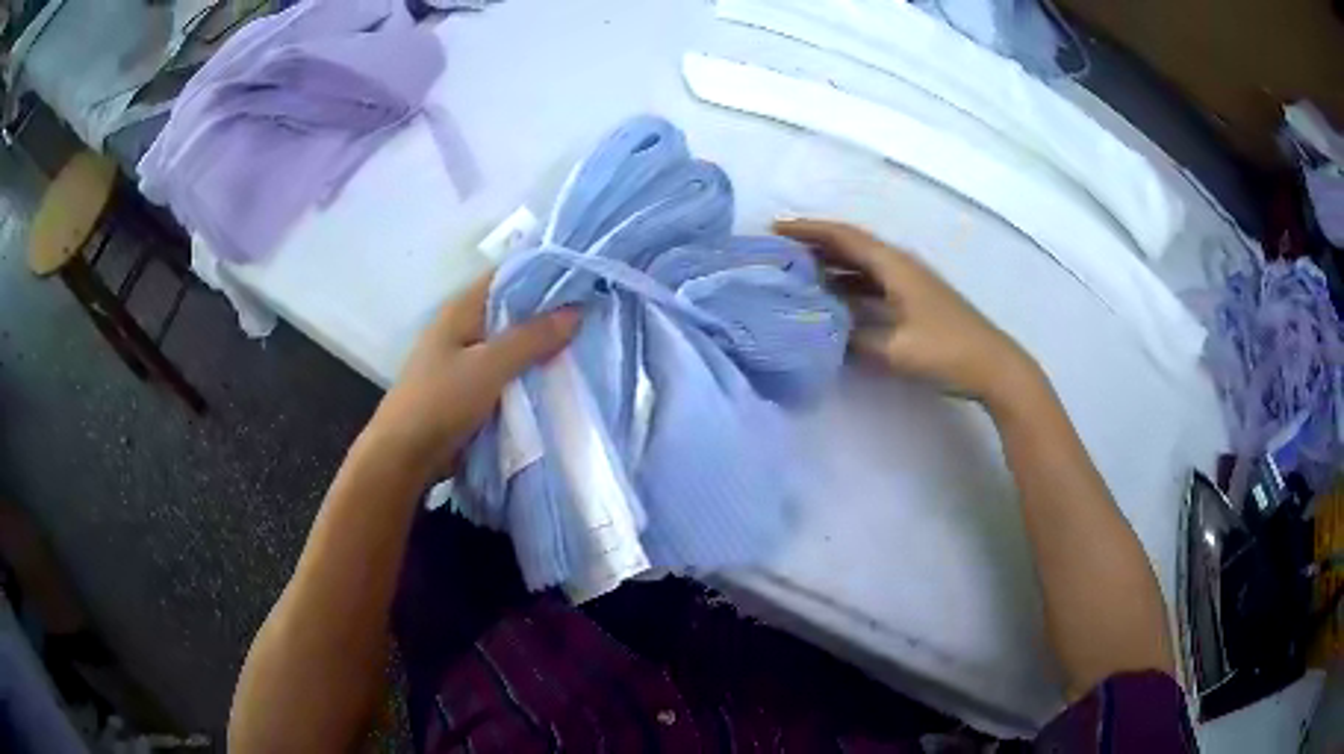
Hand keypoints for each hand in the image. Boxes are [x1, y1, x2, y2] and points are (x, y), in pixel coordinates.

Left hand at [366, 273, 579, 471]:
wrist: (404, 456)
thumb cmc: (440, 402)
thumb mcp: (489, 366)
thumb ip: (532, 338)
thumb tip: (577, 311)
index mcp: (462, 309)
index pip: (509, 275)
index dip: (546, 272)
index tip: (586, 277)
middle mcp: (464, 327)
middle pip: (514, 310)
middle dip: (551, 312)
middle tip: (596, 313)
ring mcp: (466, 358)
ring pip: (513, 343)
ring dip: (542, 346)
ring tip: (588, 343)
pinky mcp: (470, 388)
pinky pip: (507, 372)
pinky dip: (530, 373)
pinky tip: (559, 378)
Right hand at [774, 218, 1038, 406]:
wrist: (993, 365)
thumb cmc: (947, 351)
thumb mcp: (895, 350)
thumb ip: (855, 338)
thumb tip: (822, 330)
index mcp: (895, 266)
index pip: (844, 237)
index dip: (809, 230)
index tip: (774, 228)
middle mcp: (900, 265)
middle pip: (851, 245)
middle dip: (815, 243)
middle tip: (779, 250)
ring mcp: (910, 281)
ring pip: (862, 264)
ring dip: (831, 264)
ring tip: (797, 271)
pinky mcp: (916, 299)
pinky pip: (873, 282)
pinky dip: (850, 284)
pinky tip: (835, 299)